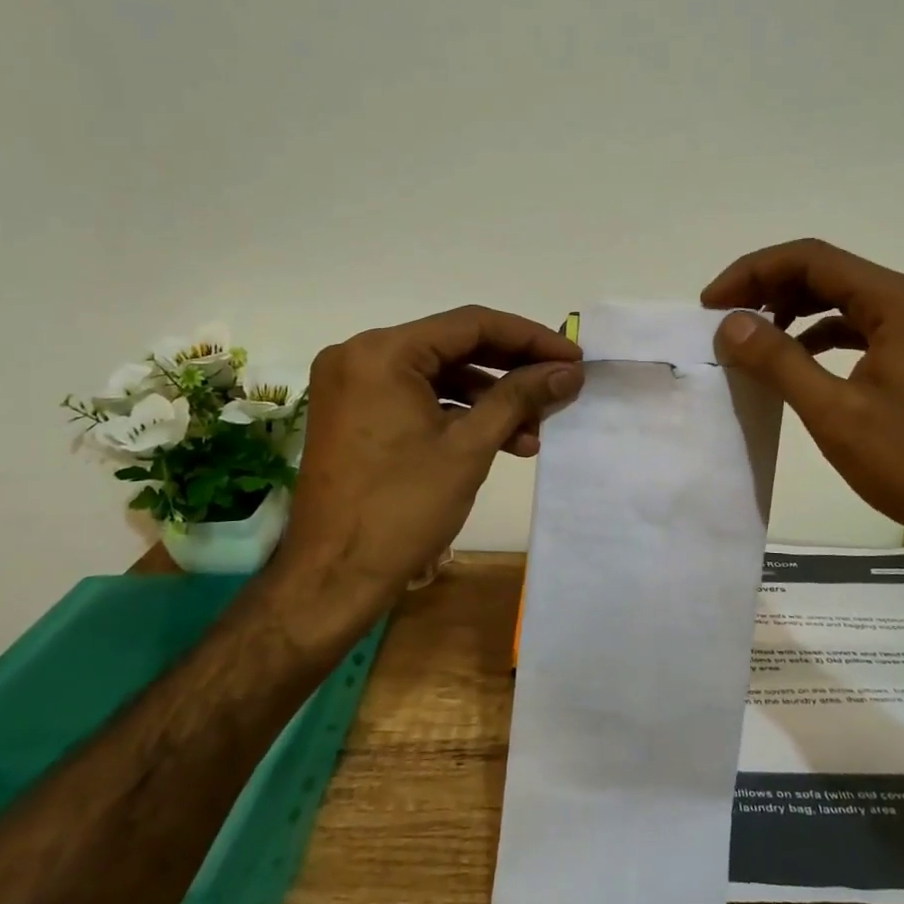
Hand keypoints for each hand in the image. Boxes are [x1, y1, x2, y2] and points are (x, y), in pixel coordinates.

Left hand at [276, 306, 582, 641]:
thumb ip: (519, 398)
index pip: (471, 324)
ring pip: (438, 375)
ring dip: (489, 399)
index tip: (572, 357)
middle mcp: (360, 354)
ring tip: (535, 431)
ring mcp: (353, 385)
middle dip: (512, 370)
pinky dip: (457, 414)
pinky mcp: (354, 413)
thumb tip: (568, 371)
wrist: (332, 578)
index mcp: (382, 352)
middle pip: (454, 346)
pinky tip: (501, 441)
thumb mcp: (469, 447)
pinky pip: (416, 398)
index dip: (529, 338)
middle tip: (559, 386)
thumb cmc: (402, 509)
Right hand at [702, 239, 903, 602]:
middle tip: (721, 318)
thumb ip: (779, 360)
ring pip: (838, 298)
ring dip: (790, 309)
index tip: (712, 303)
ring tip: (748, 335)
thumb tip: (729, 324)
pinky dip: (815, 334)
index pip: (811, 259)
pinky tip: (791, 359)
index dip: (753, 272)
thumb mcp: (835, 413)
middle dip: (767, 287)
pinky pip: (854, 327)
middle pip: (824, 272)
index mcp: (897, 301)